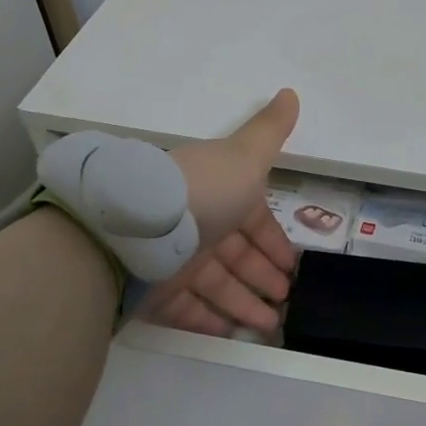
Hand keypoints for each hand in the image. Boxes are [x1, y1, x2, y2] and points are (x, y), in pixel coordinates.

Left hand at [139, 90, 300, 337]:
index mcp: (219, 194)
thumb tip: (290, 92)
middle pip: (236, 254)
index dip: (273, 240)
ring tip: (270, 324)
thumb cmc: (202, 191)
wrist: (134, 228)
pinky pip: (185, 308)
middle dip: (263, 275)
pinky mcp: (154, 290)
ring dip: (244, 302)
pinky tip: (231, 333)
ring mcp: (173, 259)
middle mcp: (197, 225)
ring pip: (215, 284)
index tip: (292, 264)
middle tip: (286, 297)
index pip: (253, 220)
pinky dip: (208, 320)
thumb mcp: (244, 156)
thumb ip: (270, 130)